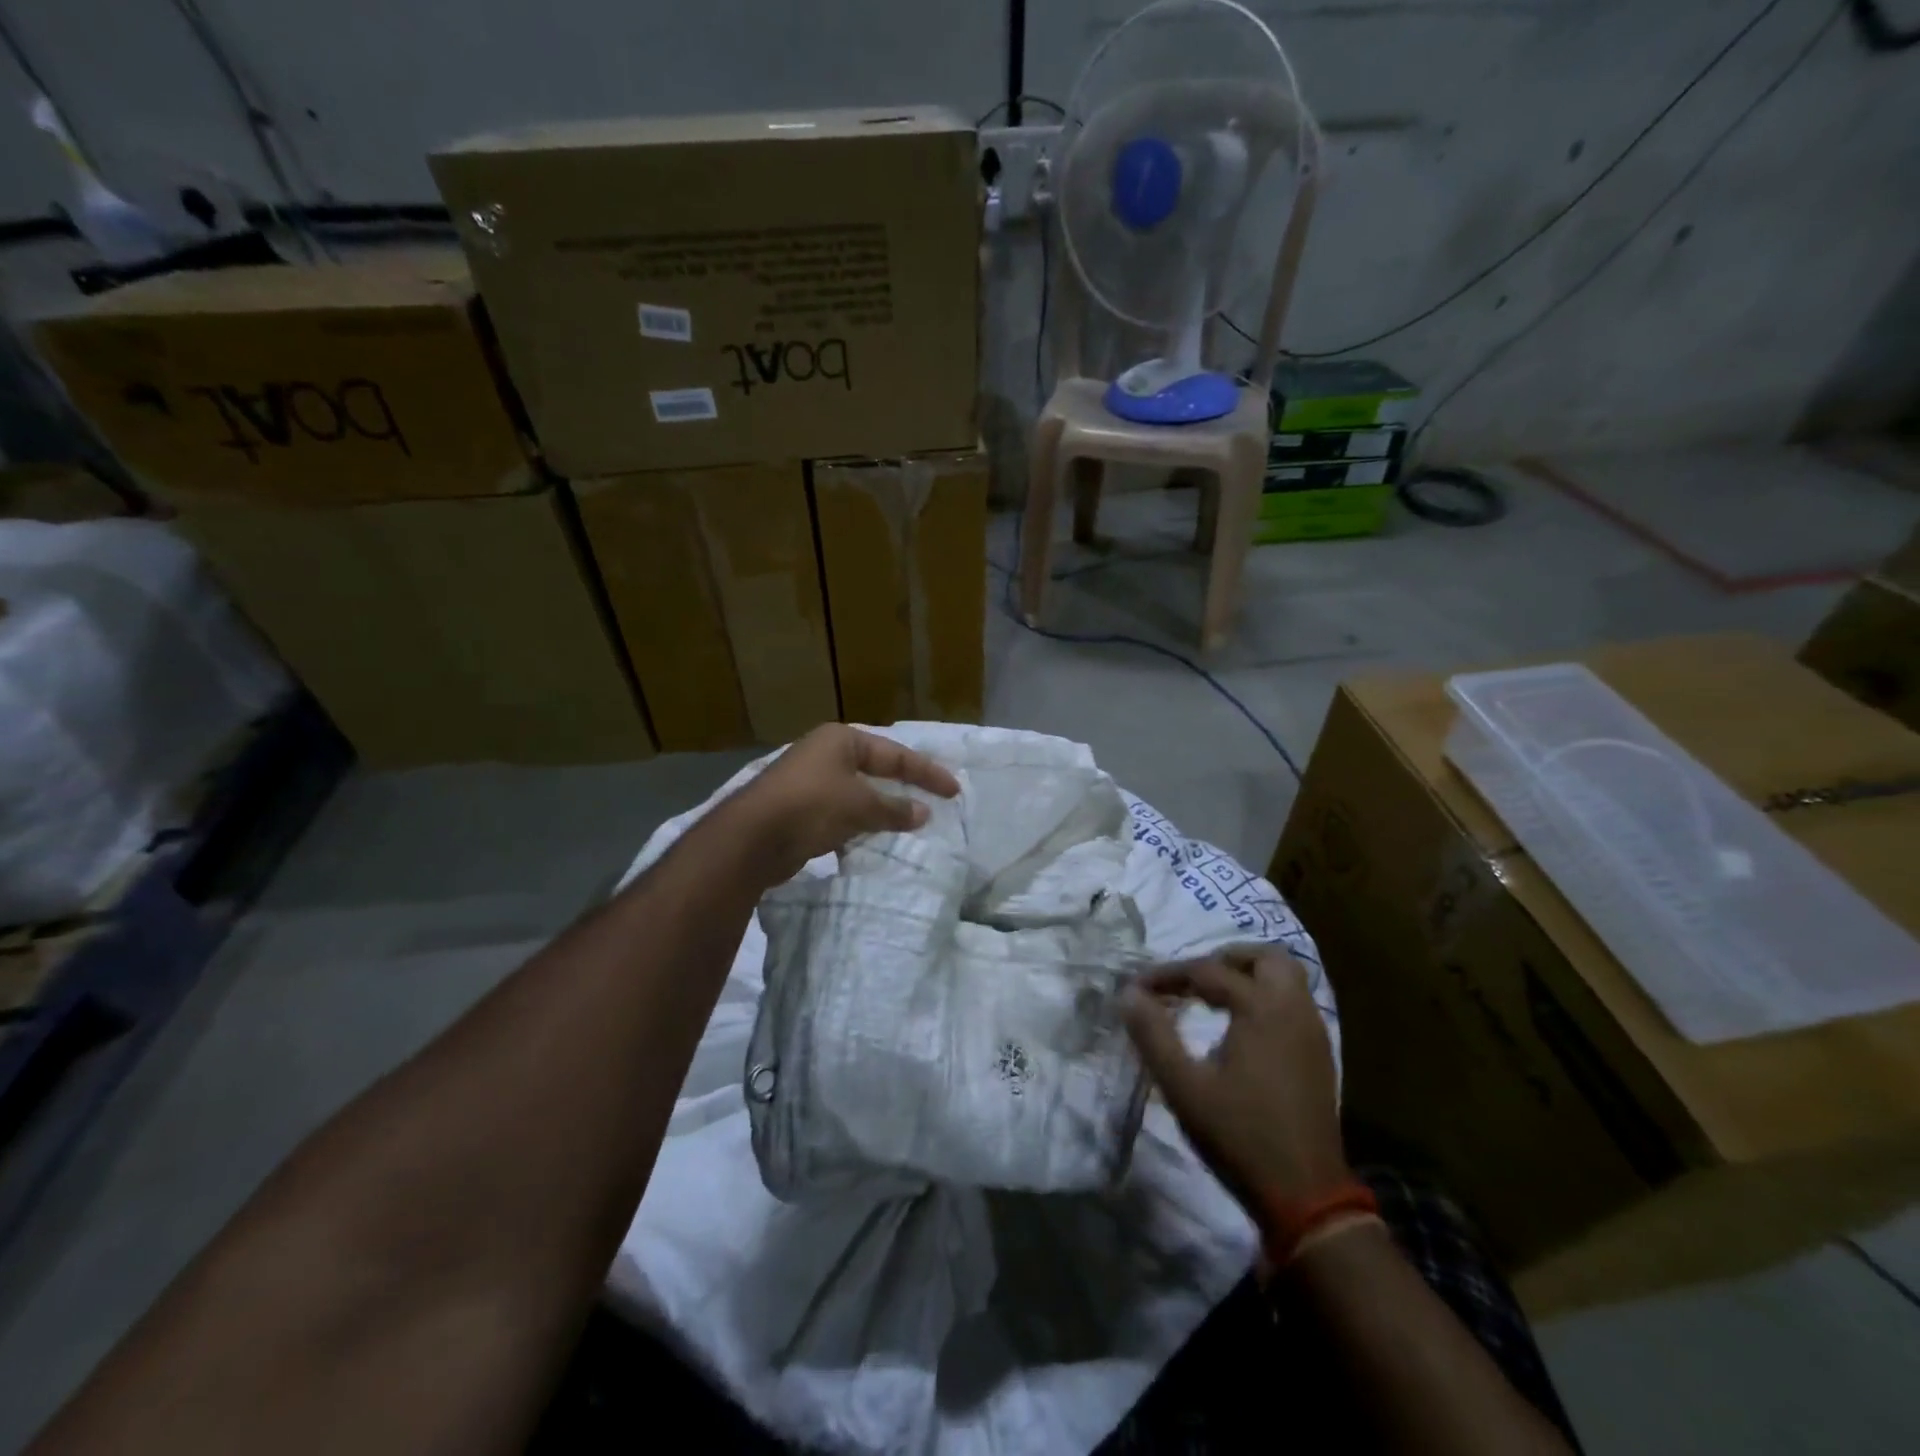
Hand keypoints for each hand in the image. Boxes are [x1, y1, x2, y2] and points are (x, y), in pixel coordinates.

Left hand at [727, 724, 959, 885]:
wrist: (752, 838)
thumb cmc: (811, 807)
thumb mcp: (860, 805)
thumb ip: (894, 808)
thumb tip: (923, 812)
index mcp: (841, 740)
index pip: (895, 753)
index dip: (927, 772)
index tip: (953, 791)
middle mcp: (824, 753)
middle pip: (875, 768)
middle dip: (903, 786)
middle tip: (933, 800)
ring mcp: (809, 780)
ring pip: (857, 792)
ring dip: (881, 807)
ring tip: (908, 822)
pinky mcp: (799, 808)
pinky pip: (841, 812)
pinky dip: (859, 823)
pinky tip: (871, 838)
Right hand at [1122, 947, 1348, 1212]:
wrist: (1306, 1196)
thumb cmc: (1239, 1135)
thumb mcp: (1183, 1086)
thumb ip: (1153, 1034)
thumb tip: (1129, 993)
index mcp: (1261, 1007)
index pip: (1207, 971)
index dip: (1168, 975)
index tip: (1137, 988)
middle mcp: (1293, 1008)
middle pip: (1265, 958)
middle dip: (1225, 959)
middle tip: (1192, 978)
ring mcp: (1313, 1032)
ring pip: (1286, 978)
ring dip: (1249, 976)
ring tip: (1213, 997)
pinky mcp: (1319, 1055)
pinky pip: (1293, 1004)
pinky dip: (1266, 998)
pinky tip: (1241, 1028)